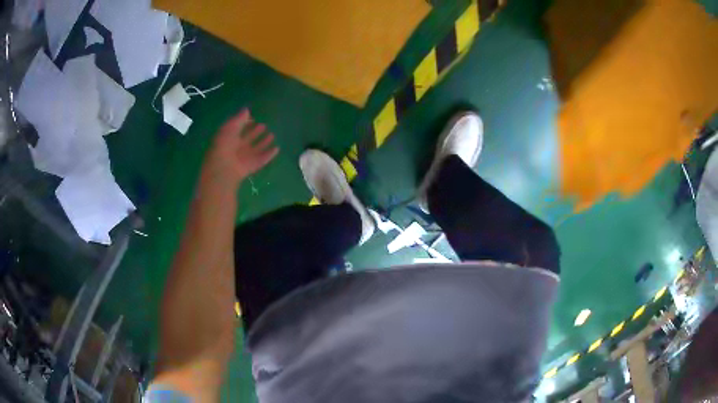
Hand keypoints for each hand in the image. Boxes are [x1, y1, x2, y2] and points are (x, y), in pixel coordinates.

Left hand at [200, 109, 278, 192]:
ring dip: (264, 142)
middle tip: (264, 125)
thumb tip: (246, 109)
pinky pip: (263, 158)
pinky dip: (269, 154)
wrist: (225, 167)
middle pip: (248, 139)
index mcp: (228, 138)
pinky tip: (277, 148)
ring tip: (272, 135)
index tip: (253, 118)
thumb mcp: (230, 126)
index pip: (238, 129)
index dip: (245, 124)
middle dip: (255, 132)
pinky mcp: (253, 166)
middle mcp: (237, 148)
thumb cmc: (225, 144)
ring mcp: (245, 158)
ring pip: (256, 148)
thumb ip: (239, 118)